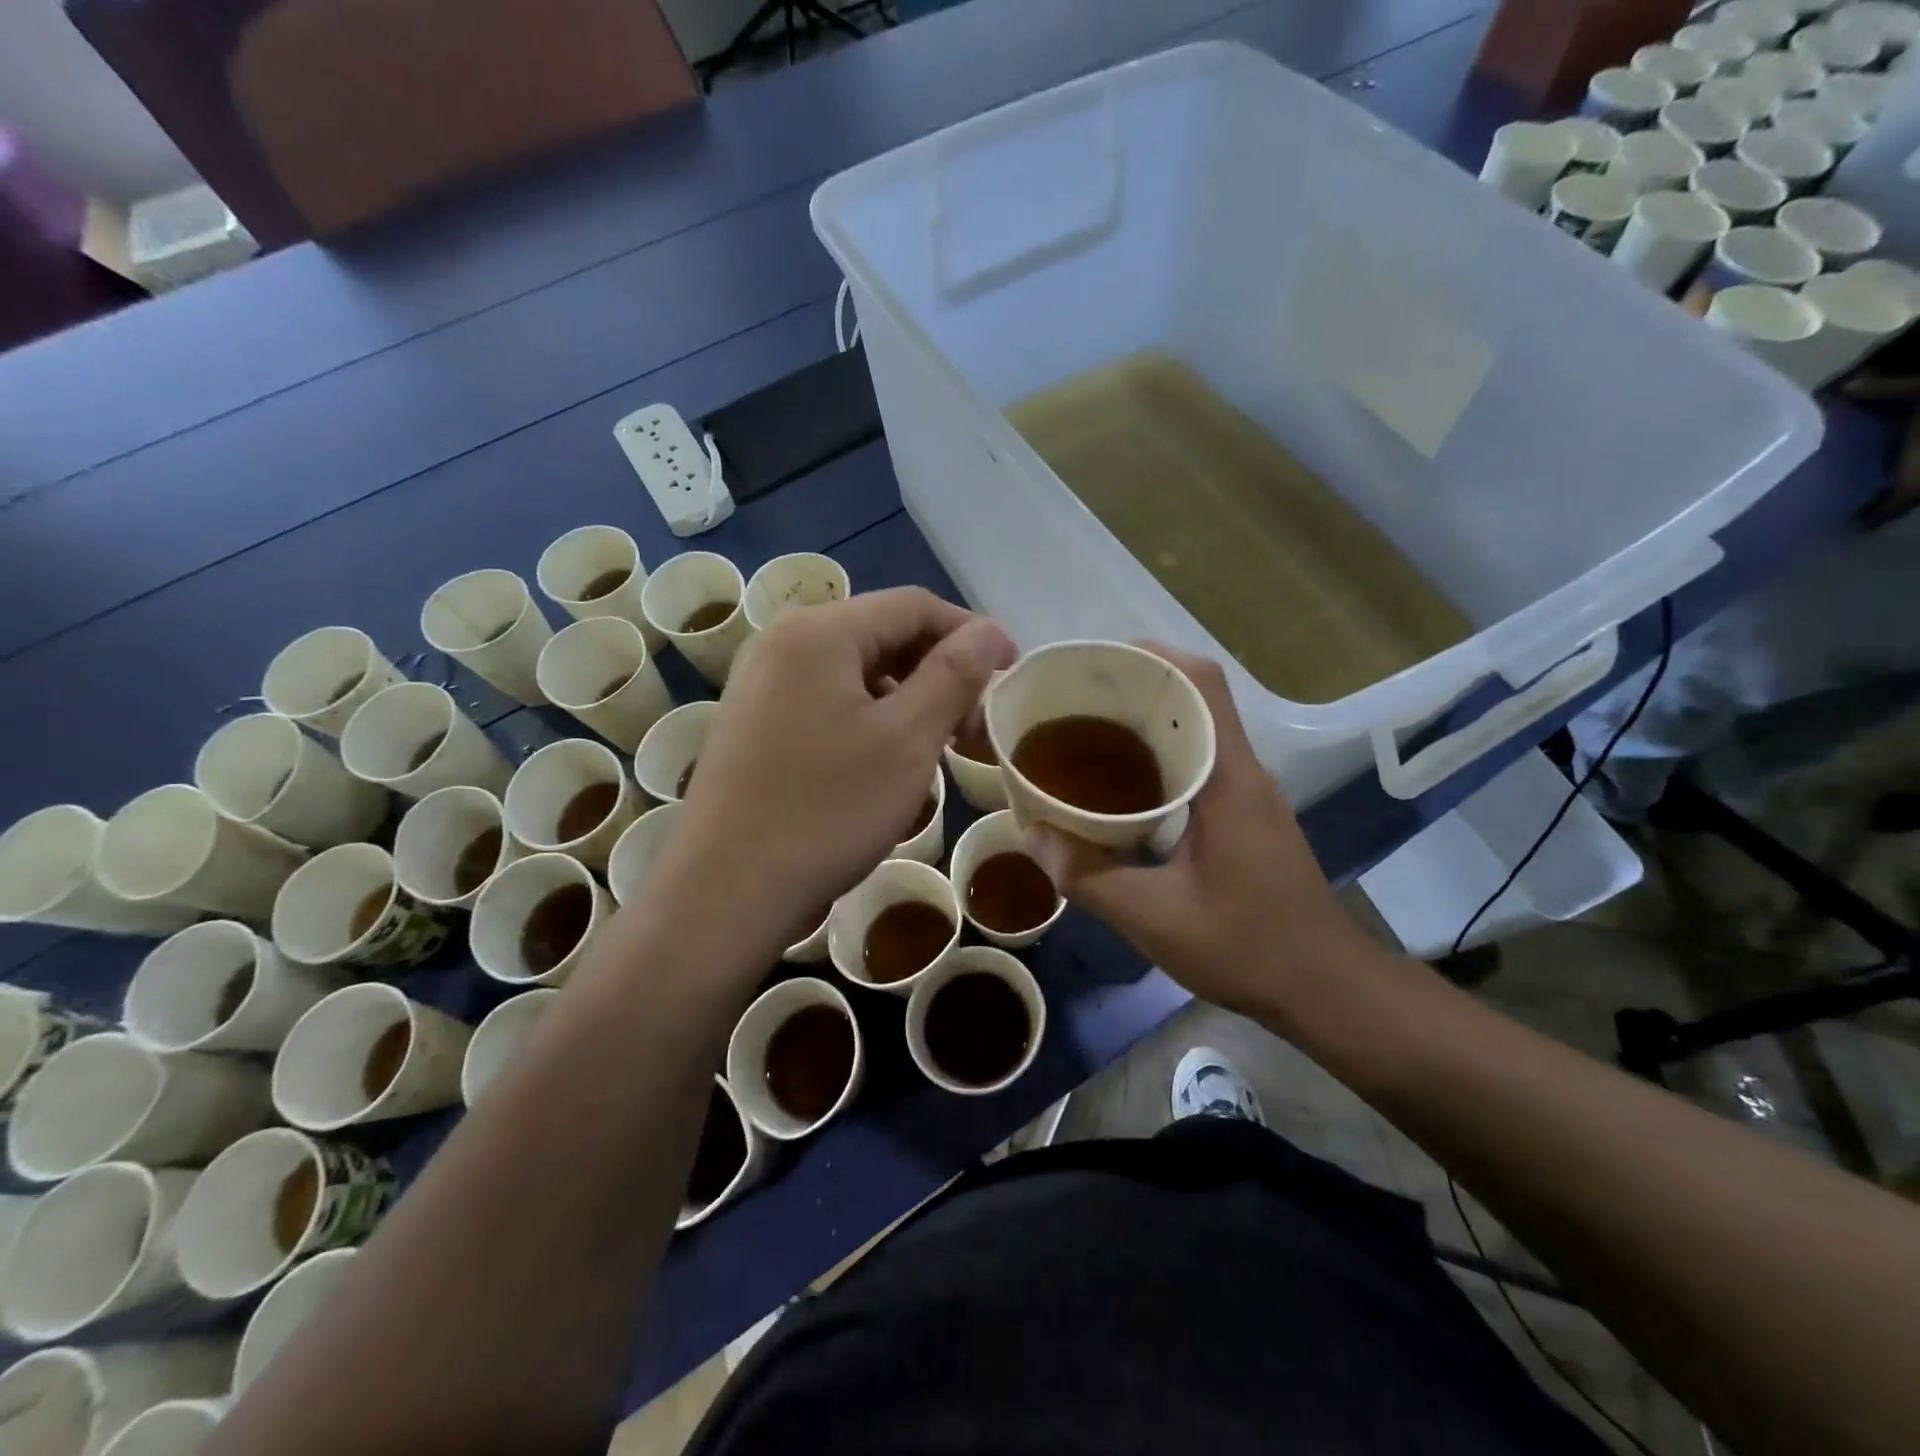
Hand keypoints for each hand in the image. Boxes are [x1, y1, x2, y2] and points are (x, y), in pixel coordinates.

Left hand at [655, 587, 1016, 957]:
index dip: (971, 633)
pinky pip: (826, 698)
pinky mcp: (752, 720)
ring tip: (938, 745)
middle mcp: (782, 640)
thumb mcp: (907, 740)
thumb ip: (954, 675)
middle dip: (939, 670)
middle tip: (975, 724)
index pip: (914, 606)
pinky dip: (869, 716)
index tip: (1011, 673)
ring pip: (855, 670)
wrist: (725, 892)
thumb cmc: (827, 811)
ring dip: (907, 697)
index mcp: (819, 631)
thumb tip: (989, 630)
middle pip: (882, 634)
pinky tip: (887, 759)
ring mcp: (760, 682)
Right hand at [1024, 647, 1364, 1016]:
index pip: (1201, 684)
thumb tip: (1032, 835)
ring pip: (1197, 728)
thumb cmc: (1248, 948)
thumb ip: (1089, 877)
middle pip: (1194, 696)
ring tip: (1085, 731)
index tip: (1094, 667)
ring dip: (1146, 719)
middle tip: (1073, 700)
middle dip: (1135, 685)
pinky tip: (1120, 785)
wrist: (1326, 988)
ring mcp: (1248, 792)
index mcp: (1228, 779)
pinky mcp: (1245, 813)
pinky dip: (1158, 755)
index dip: (1150, 657)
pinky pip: (1199, 761)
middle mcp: (1242, 771)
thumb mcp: (1155, 919)